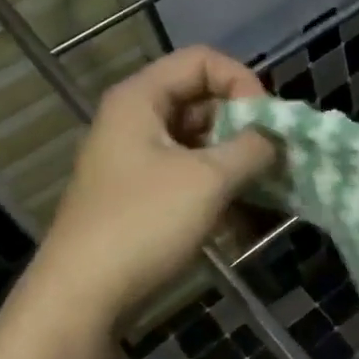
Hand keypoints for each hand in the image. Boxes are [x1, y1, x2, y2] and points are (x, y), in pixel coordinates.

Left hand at [31, 47, 276, 326]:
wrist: (83, 297)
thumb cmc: (144, 223)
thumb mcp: (209, 179)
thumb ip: (252, 149)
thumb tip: (276, 139)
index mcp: (141, 99)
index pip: (203, 61)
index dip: (242, 82)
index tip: (267, 122)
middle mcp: (137, 121)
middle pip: (202, 100)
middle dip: (244, 125)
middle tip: (275, 158)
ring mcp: (138, 160)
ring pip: (200, 142)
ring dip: (237, 161)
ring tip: (266, 189)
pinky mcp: (143, 196)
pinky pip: (191, 175)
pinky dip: (219, 188)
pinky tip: (243, 218)